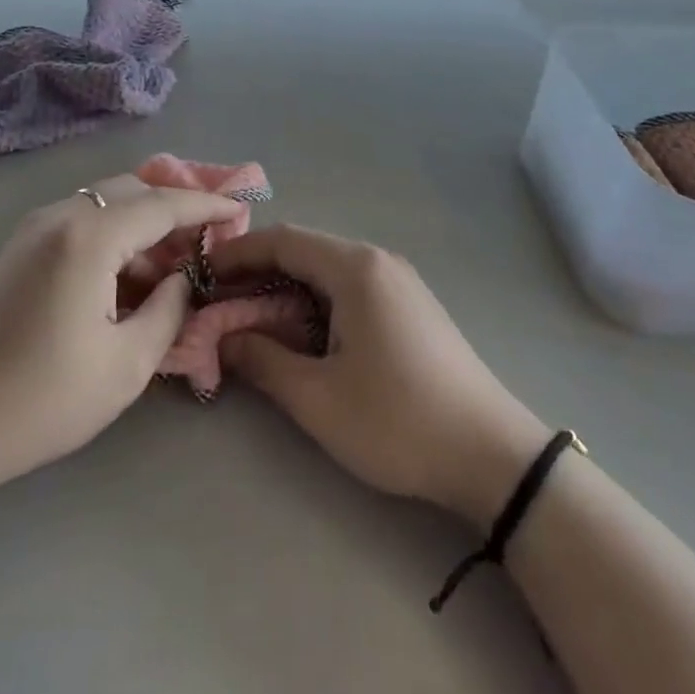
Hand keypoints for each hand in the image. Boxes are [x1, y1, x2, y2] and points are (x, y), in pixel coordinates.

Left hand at [0, 175, 233, 502]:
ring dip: (142, 224)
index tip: (240, 210)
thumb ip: (167, 312)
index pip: (163, 204)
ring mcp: (32, 230)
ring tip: (170, 267)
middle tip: (206, 243)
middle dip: (174, 209)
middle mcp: (60, 216)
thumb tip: (180, 281)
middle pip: (132, 191)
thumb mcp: (124, 366)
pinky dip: (112, 236)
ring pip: (104, 204)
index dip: (206, 205)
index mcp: (89, 236)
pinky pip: (80, 223)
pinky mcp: (17, 250)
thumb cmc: (38, 401)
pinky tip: (123, 279)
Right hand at [210, 225, 549, 529]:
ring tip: (252, 317)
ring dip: (287, 287)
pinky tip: (303, 331)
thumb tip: (222, 337)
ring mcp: (399, 281)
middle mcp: (377, 260)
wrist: (491, 454)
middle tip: (220, 300)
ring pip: (328, 268)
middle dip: (259, 270)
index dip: (238, 252)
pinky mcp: (411, 305)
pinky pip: (350, 286)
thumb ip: (262, 360)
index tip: (203, 273)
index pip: (283, 240)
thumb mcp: (318, 398)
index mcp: (355, 268)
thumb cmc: (397, 420)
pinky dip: (316, 299)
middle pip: (305, 249)